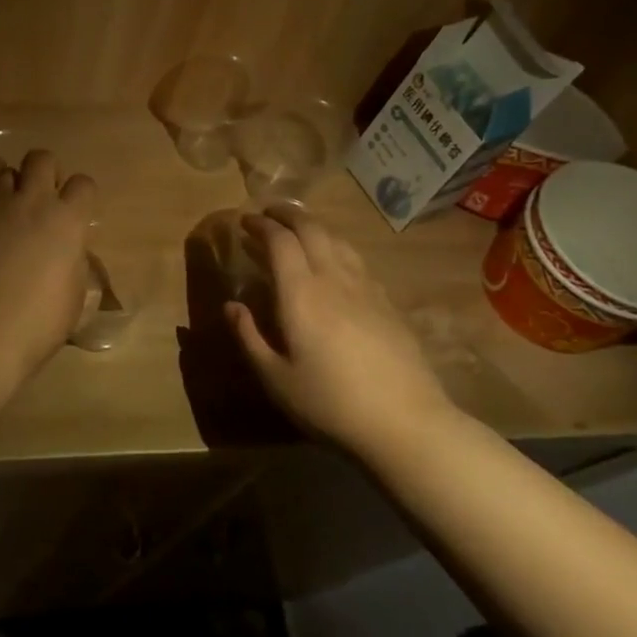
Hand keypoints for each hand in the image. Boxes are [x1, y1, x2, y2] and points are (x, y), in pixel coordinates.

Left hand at [0, 149, 96, 374]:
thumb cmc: (39, 322)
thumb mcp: (74, 296)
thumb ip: (73, 263)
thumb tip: (68, 253)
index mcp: (67, 221)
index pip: (84, 184)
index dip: (81, 195)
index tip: (77, 212)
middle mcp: (32, 202)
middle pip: (41, 158)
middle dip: (44, 171)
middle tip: (41, 197)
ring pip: (3, 172)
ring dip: (9, 186)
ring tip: (6, 209)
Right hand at [226, 206, 457, 456]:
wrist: (405, 423)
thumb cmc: (329, 402)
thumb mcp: (275, 377)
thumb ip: (249, 337)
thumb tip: (231, 306)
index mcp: (301, 293)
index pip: (280, 241)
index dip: (261, 225)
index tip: (244, 221)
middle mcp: (334, 279)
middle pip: (312, 229)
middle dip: (288, 215)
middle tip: (268, 214)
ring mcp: (367, 288)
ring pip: (338, 240)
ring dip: (314, 227)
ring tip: (298, 230)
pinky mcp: (388, 303)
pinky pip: (357, 260)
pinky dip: (337, 248)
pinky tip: (335, 263)